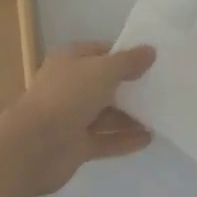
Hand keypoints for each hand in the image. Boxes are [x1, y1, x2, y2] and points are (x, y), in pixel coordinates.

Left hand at [0, 42, 155, 195]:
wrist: (34, 145)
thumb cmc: (67, 96)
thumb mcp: (102, 71)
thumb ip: (127, 62)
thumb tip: (150, 51)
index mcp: (69, 61)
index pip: (100, 52)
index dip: (124, 54)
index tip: (152, 60)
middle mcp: (70, 86)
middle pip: (104, 84)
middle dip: (130, 86)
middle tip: (162, 88)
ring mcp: (72, 117)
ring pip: (106, 114)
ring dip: (131, 116)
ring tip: (160, 115)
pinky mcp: (76, 146)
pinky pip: (106, 140)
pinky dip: (125, 139)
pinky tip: (149, 139)